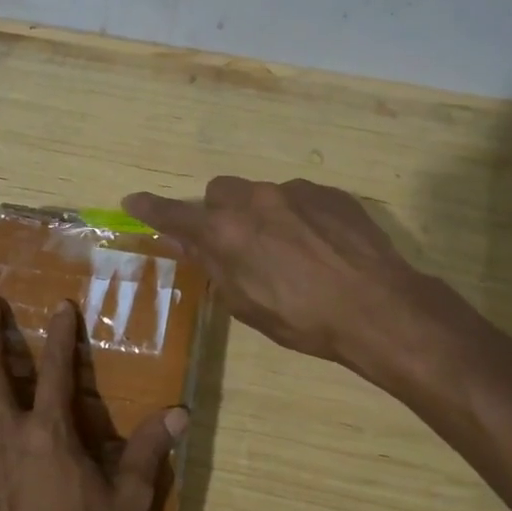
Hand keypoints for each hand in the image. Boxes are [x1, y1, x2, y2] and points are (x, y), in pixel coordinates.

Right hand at [123, 176, 482, 368]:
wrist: (379, 307)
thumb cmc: (304, 319)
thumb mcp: (246, 304)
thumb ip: (214, 265)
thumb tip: (189, 239)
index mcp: (227, 231)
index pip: (176, 214)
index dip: (151, 209)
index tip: (132, 201)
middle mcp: (256, 199)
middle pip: (220, 191)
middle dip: (218, 211)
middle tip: (234, 242)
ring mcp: (296, 191)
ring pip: (262, 194)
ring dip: (262, 215)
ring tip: (289, 251)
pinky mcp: (330, 193)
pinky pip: (299, 197)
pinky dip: (297, 216)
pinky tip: (320, 246)